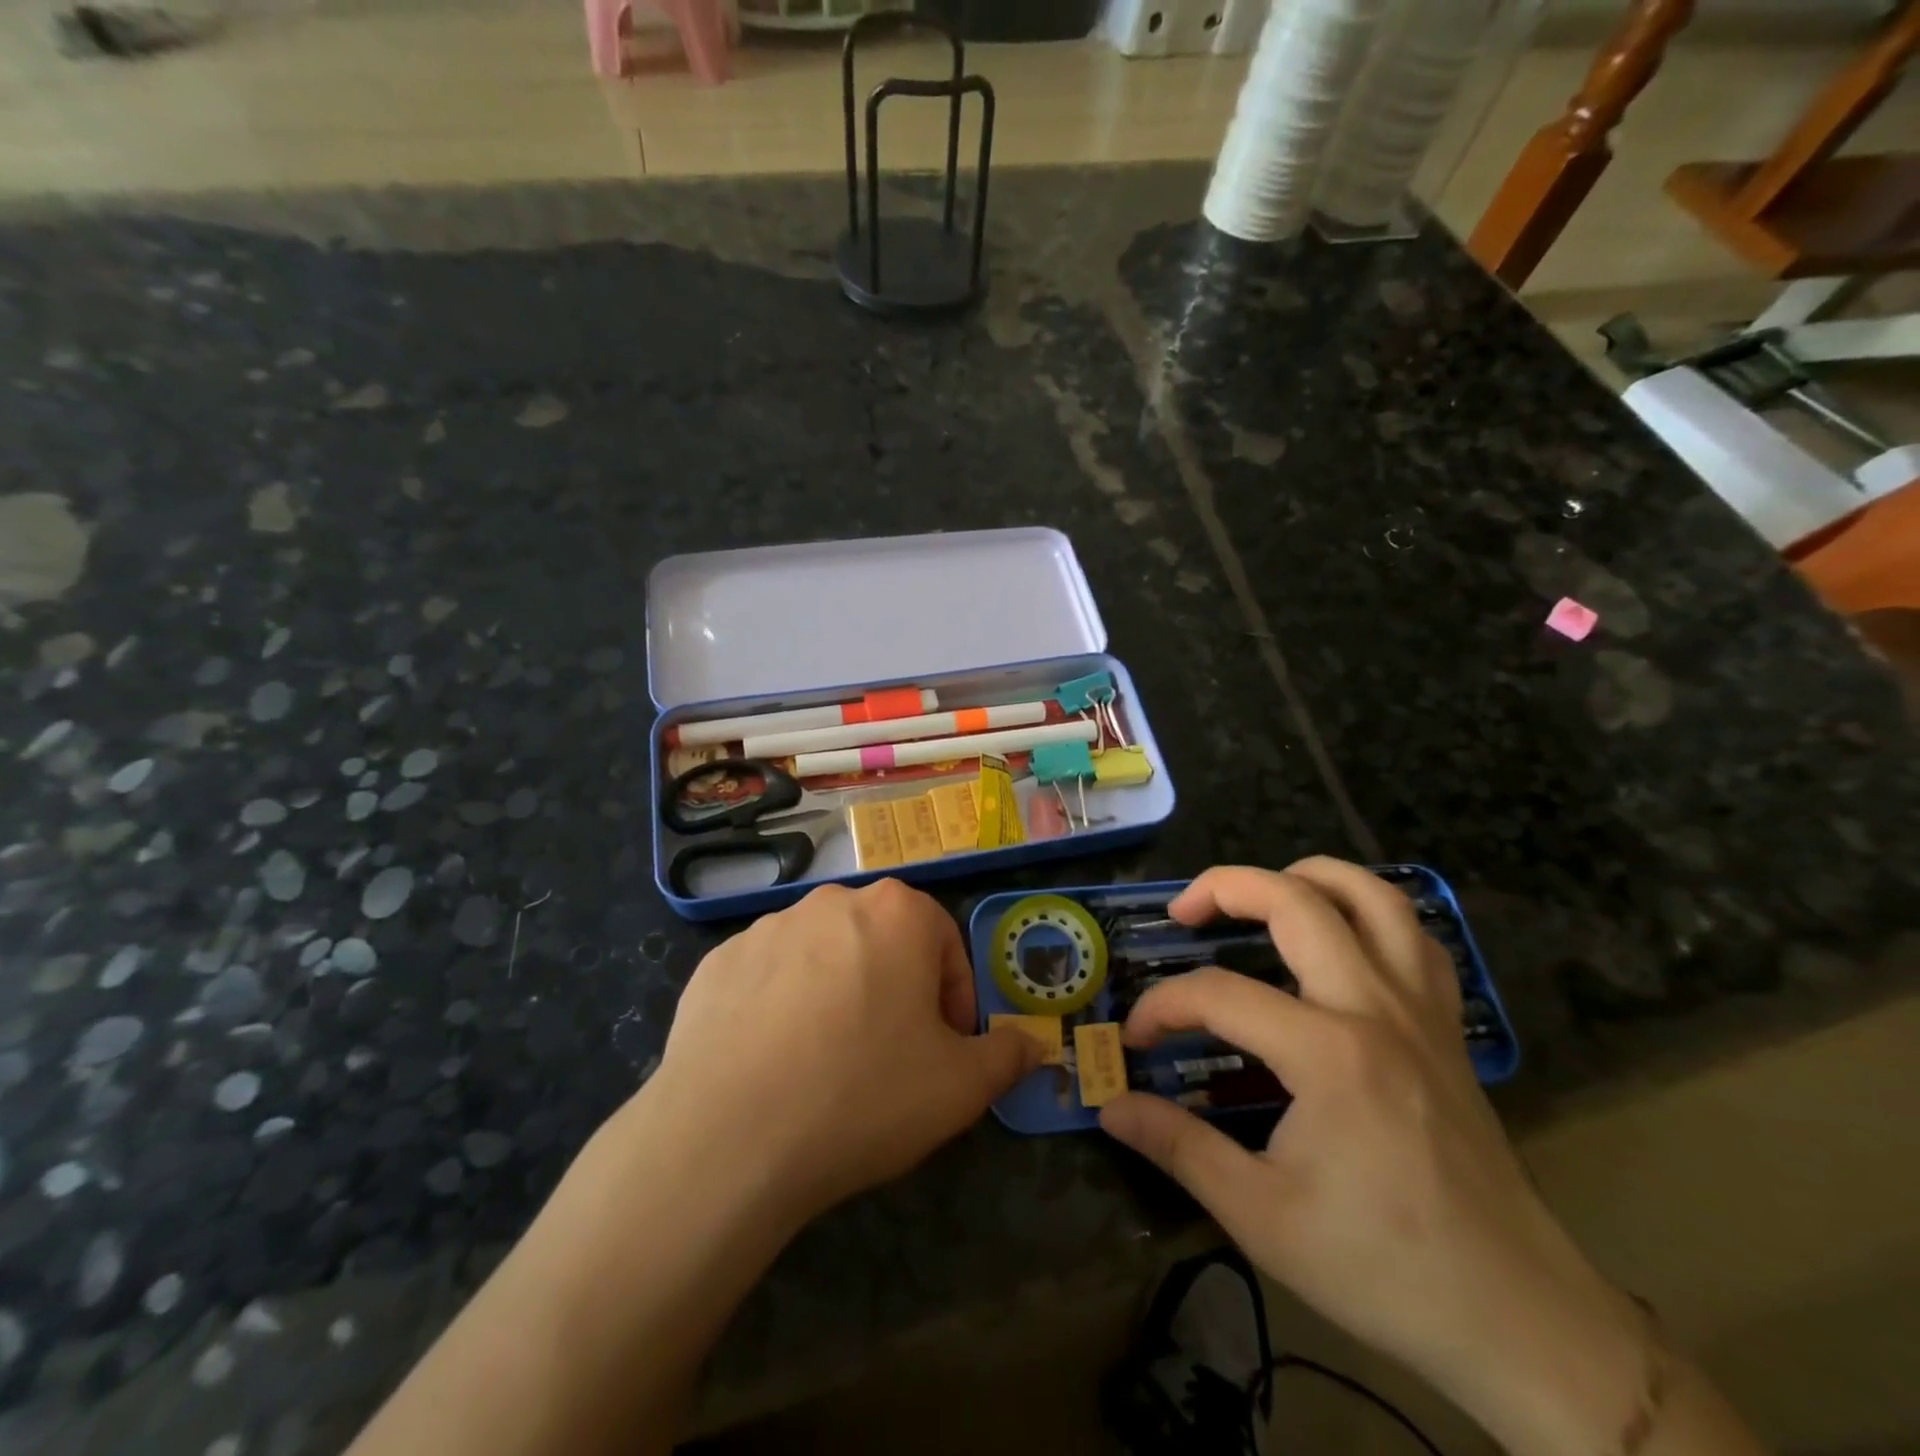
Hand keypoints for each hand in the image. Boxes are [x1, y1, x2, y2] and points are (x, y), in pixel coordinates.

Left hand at [639, 879, 1039, 1228]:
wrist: (729, 1137)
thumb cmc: (863, 1095)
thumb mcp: (959, 1087)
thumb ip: (1007, 1056)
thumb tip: (1034, 1043)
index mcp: (896, 913)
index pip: (944, 943)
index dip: (953, 998)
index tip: (945, 1048)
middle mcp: (832, 901)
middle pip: (883, 942)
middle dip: (897, 990)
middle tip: (891, 1055)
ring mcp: (767, 927)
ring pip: (825, 955)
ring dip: (839, 994)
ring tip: (828, 1062)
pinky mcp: (718, 960)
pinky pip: (769, 976)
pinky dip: (782, 1006)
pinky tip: (775, 1062)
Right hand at [1099, 860, 1651, 1449]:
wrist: (1518, 1317)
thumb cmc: (1382, 1266)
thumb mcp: (1260, 1215)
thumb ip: (1178, 1146)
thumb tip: (1111, 1106)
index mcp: (1327, 1052)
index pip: (1218, 995)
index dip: (1163, 1007)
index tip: (1136, 1039)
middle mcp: (1375, 1007)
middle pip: (1296, 901)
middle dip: (1225, 888)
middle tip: (1183, 912)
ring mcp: (1421, 1010)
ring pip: (1373, 896)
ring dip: (1308, 876)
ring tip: (1263, 893)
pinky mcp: (1447, 1026)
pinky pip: (1414, 937)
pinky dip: (1371, 912)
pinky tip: (1341, 934)